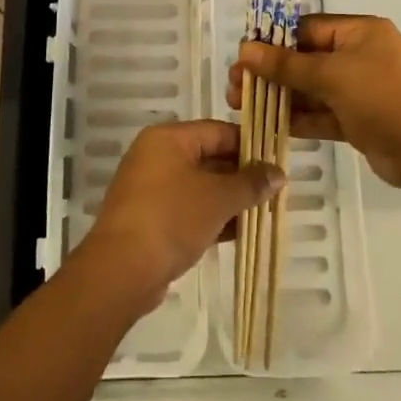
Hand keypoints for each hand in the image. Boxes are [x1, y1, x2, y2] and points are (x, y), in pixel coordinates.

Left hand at [81, 120, 283, 309]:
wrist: (121, 270)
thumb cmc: (171, 218)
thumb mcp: (218, 198)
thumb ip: (250, 183)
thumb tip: (279, 173)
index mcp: (169, 138)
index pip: (218, 131)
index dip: (249, 145)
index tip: (276, 162)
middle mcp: (156, 155)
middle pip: (208, 157)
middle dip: (241, 176)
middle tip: (273, 191)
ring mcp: (150, 188)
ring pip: (199, 186)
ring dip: (228, 199)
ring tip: (262, 213)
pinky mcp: (149, 219)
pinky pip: (187, 209)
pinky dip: (211, 217)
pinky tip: (238, 233)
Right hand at [229, 14, 400, 188]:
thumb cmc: (383, 96)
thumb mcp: (332, 75)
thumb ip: (287, 65)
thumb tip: (245, 50)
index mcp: (359, 33)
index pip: (307, 30)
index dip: (273, 41)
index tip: (243, 56)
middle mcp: (358, 56)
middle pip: (305, 60)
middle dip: (270, 72)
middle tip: (235, 86)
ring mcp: (358, 90)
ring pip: (311, 89)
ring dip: (279, 96)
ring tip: (241, 104)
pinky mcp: (357, 120)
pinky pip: (321, 114)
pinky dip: (298, 118)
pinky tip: (267, 122)